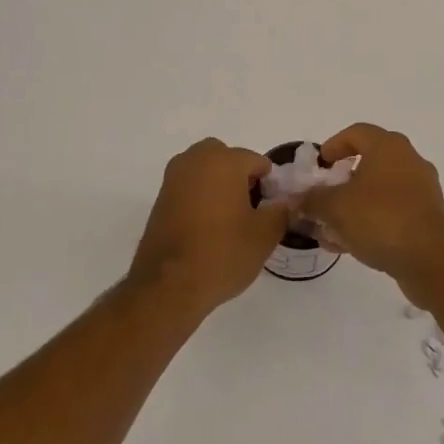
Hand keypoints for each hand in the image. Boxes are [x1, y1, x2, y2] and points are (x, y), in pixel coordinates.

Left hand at [127, 139, 287, 317]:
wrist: (168, 286)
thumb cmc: (222, 254)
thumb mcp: (265, 235)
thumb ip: (281, 211)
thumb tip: (284, 203)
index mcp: (224, 161)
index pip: (257, 161)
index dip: (269, 185)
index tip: (271, 209)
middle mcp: (195, 160)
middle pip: (226, 158)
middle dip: (240, 176)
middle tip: (249, 209)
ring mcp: (173, 178)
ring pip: (204, 170)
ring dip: (218, 184)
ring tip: (228, 220)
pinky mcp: (159, 198)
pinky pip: (188, 187)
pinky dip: (199, 197)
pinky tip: (206, 228)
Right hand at [301, 124, 443, 299]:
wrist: (431, 258)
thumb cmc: (380, 218)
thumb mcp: (335, 207)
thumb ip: (311, 199)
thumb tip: (296, 198)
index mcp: (388, 147)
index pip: (356, 133)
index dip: (333, 146)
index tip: (318, 165)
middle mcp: (408, 161)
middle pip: (368, 162)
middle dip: (341, 181)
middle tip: (322, 197)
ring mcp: (421, 190)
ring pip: (379, 191)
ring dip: (353, 206)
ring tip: (329, 228)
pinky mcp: (427, 218)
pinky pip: (391, 213)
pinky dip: (370, 222)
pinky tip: (349, 244)